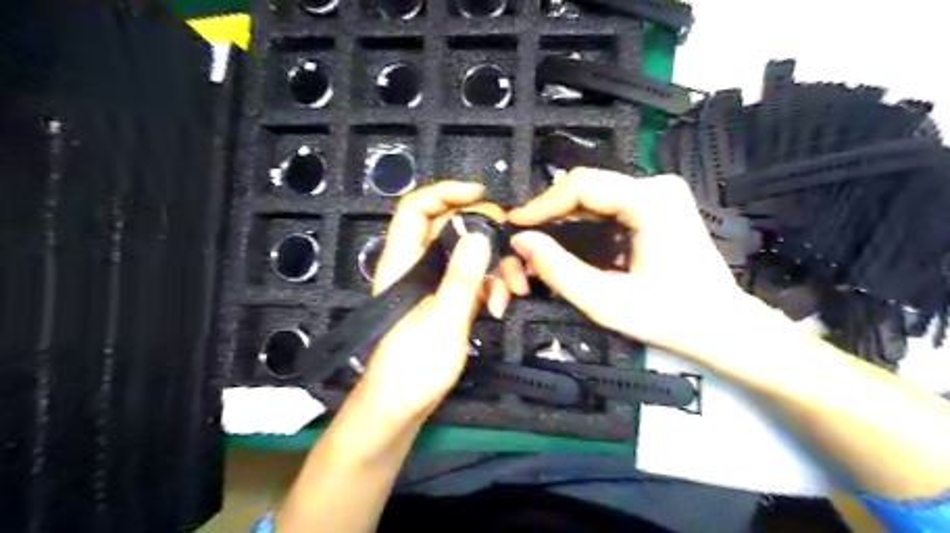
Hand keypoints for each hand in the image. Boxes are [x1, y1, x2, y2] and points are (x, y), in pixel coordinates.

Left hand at [355, 181, 498, 419]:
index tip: (480, 194)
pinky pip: (471, 279)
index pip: (415, 210)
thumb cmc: (413, 367)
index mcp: (403, 262)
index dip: (444, 193)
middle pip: (451, 230)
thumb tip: (480, 234)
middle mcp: (417, 266)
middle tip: (512, 252)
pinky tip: (499, 307)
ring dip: (493, 269)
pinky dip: (489, 287)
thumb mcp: (443, 320)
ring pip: (467, 255)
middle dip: (485, 238)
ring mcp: (434, 283)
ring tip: (510, 293)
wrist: (403, 405)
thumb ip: (460, 277)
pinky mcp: (447, 299)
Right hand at [508, 169, 753, 363]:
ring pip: (595, 197)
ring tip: (539, 243)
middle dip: (550, 214)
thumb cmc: (669, 317)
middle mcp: (656, 186)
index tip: (514, 224)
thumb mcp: (605, 300)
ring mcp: (660, 194)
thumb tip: (521, 241)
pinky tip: (567, 244)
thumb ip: (558, 269)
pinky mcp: (658, 207)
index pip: (581, 185)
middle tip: (524, 239)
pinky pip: (608, 208)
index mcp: (650, 200)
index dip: (541, 203)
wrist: (721, 327)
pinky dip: (583, 225)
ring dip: (564, 220)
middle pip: (587, 188)